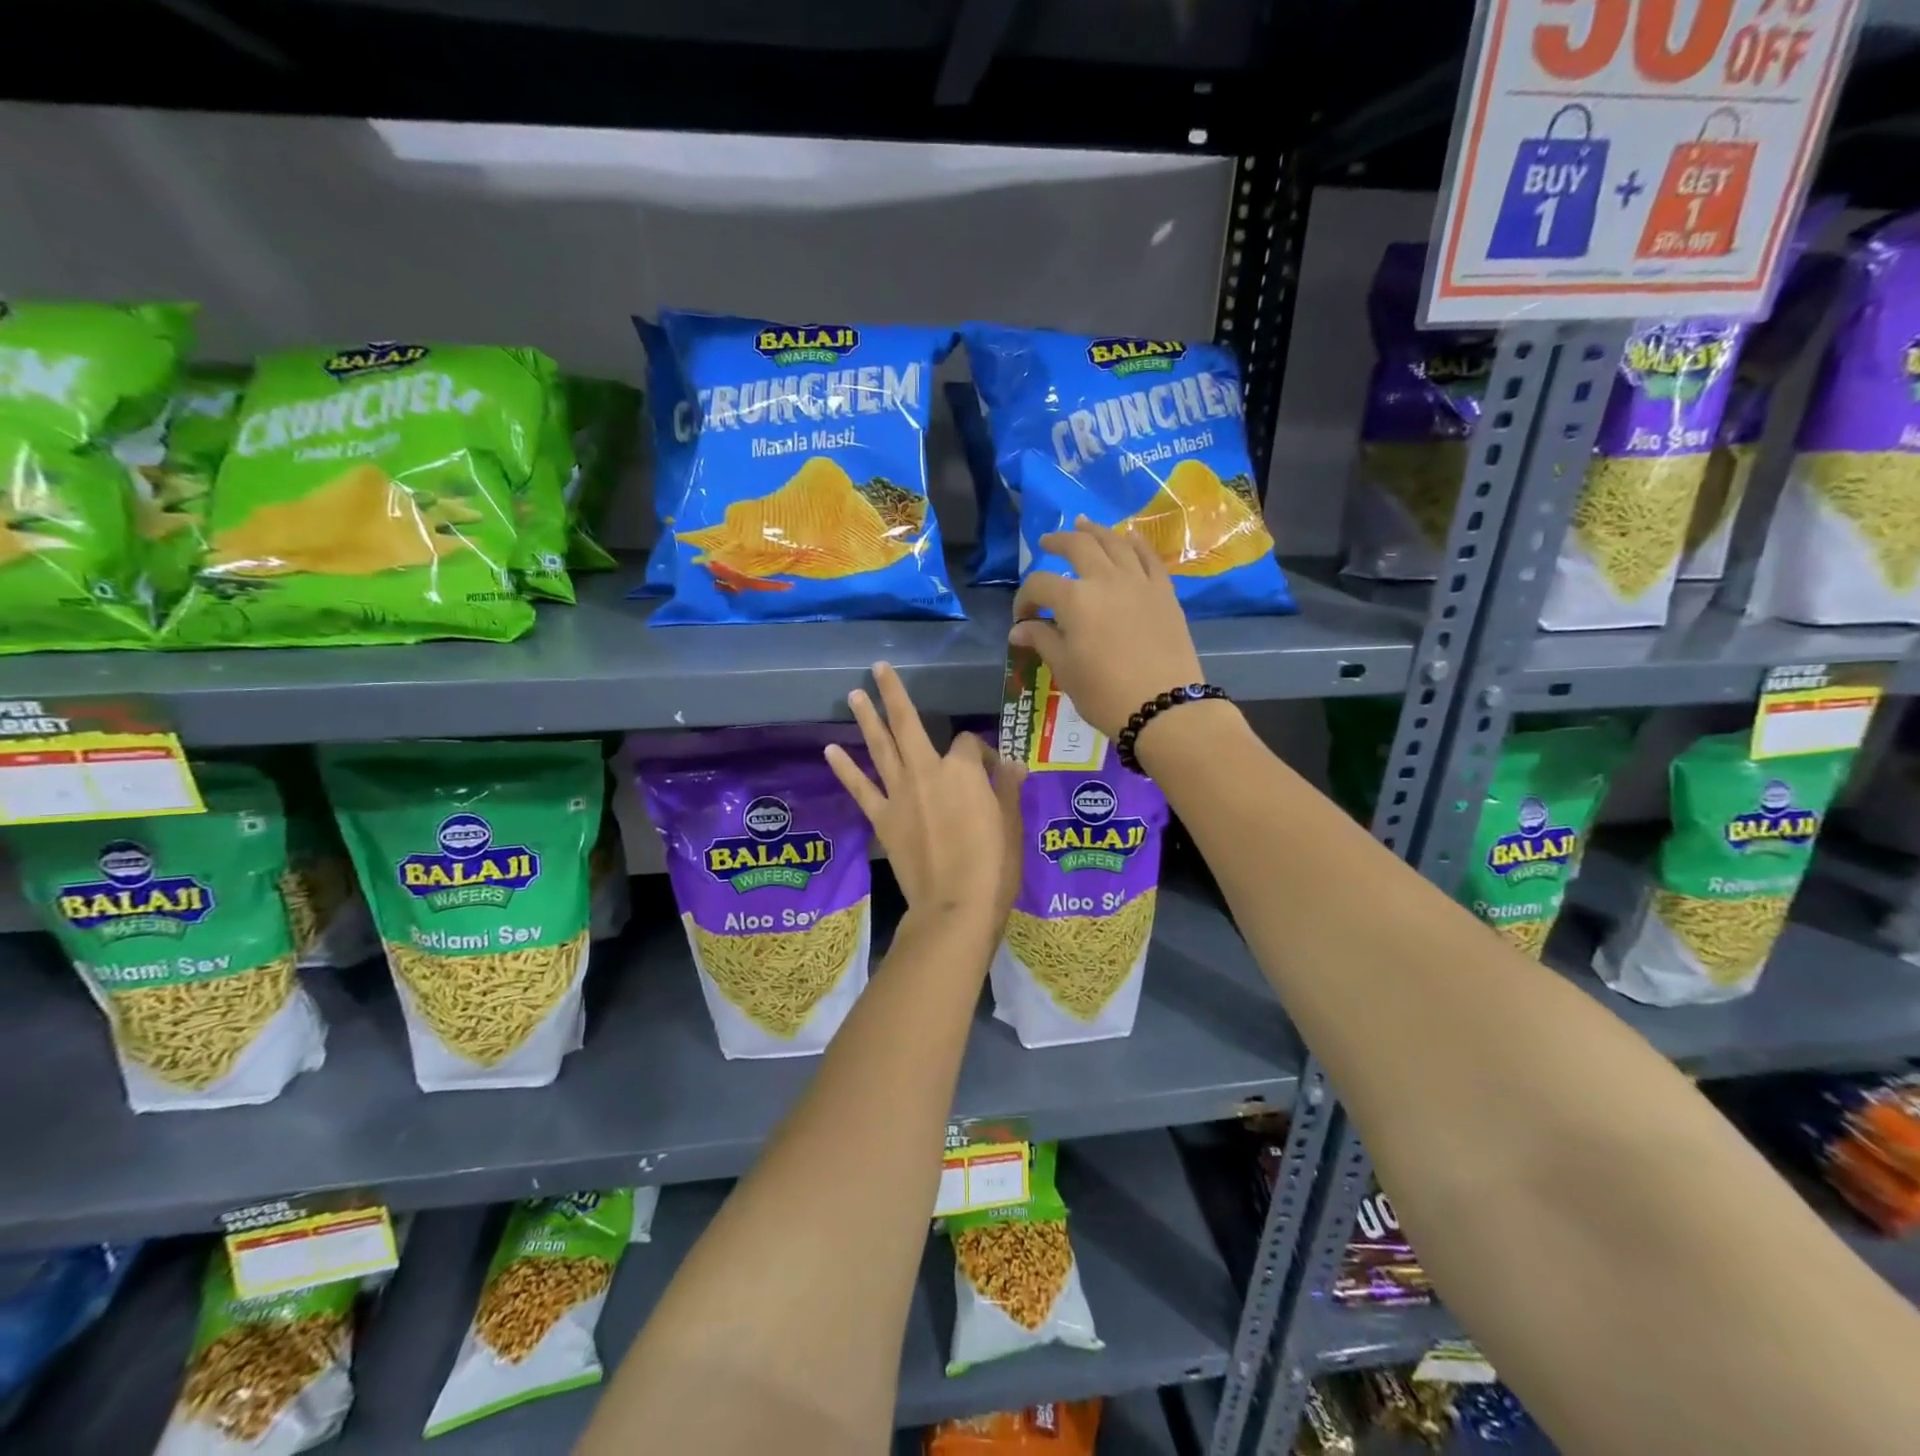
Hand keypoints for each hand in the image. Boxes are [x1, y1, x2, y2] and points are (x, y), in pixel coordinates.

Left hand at [826, 662, 1024, 923]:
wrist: (956, 905)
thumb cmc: (993, 864)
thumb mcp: (1011, 822)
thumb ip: (1006, 787)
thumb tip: (1010, 763)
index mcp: (962, 769)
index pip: (967, 744)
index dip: (978, 752)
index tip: (988, 770)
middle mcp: (927, 771)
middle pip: (908, 724)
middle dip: (894, 693)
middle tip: (878, 667)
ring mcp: (900, 794)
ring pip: (880, 747)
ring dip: (867, 719)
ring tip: (853, 694)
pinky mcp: (882, 818)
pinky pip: (860, 788)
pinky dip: (845, 768)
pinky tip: (830, 750)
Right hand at [1009, 517, 1205, 738]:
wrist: (1164, 707)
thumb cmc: (1105, 692)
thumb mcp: (1066, 669)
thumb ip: (1042, 640)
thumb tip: (1018, 630)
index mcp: (1075, 599)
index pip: (1039, 585)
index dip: (1024, 599)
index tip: (1022, 618)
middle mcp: (1106, 579)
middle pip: (1078, 546)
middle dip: (1058, 542)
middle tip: (1046, 543)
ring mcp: (1139, 581)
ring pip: (1115, 542)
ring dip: (1095, 531)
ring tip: (1082, 524)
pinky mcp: (1164, 591)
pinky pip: (1149, 556)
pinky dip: (1135, 543)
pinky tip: (1128, 537)